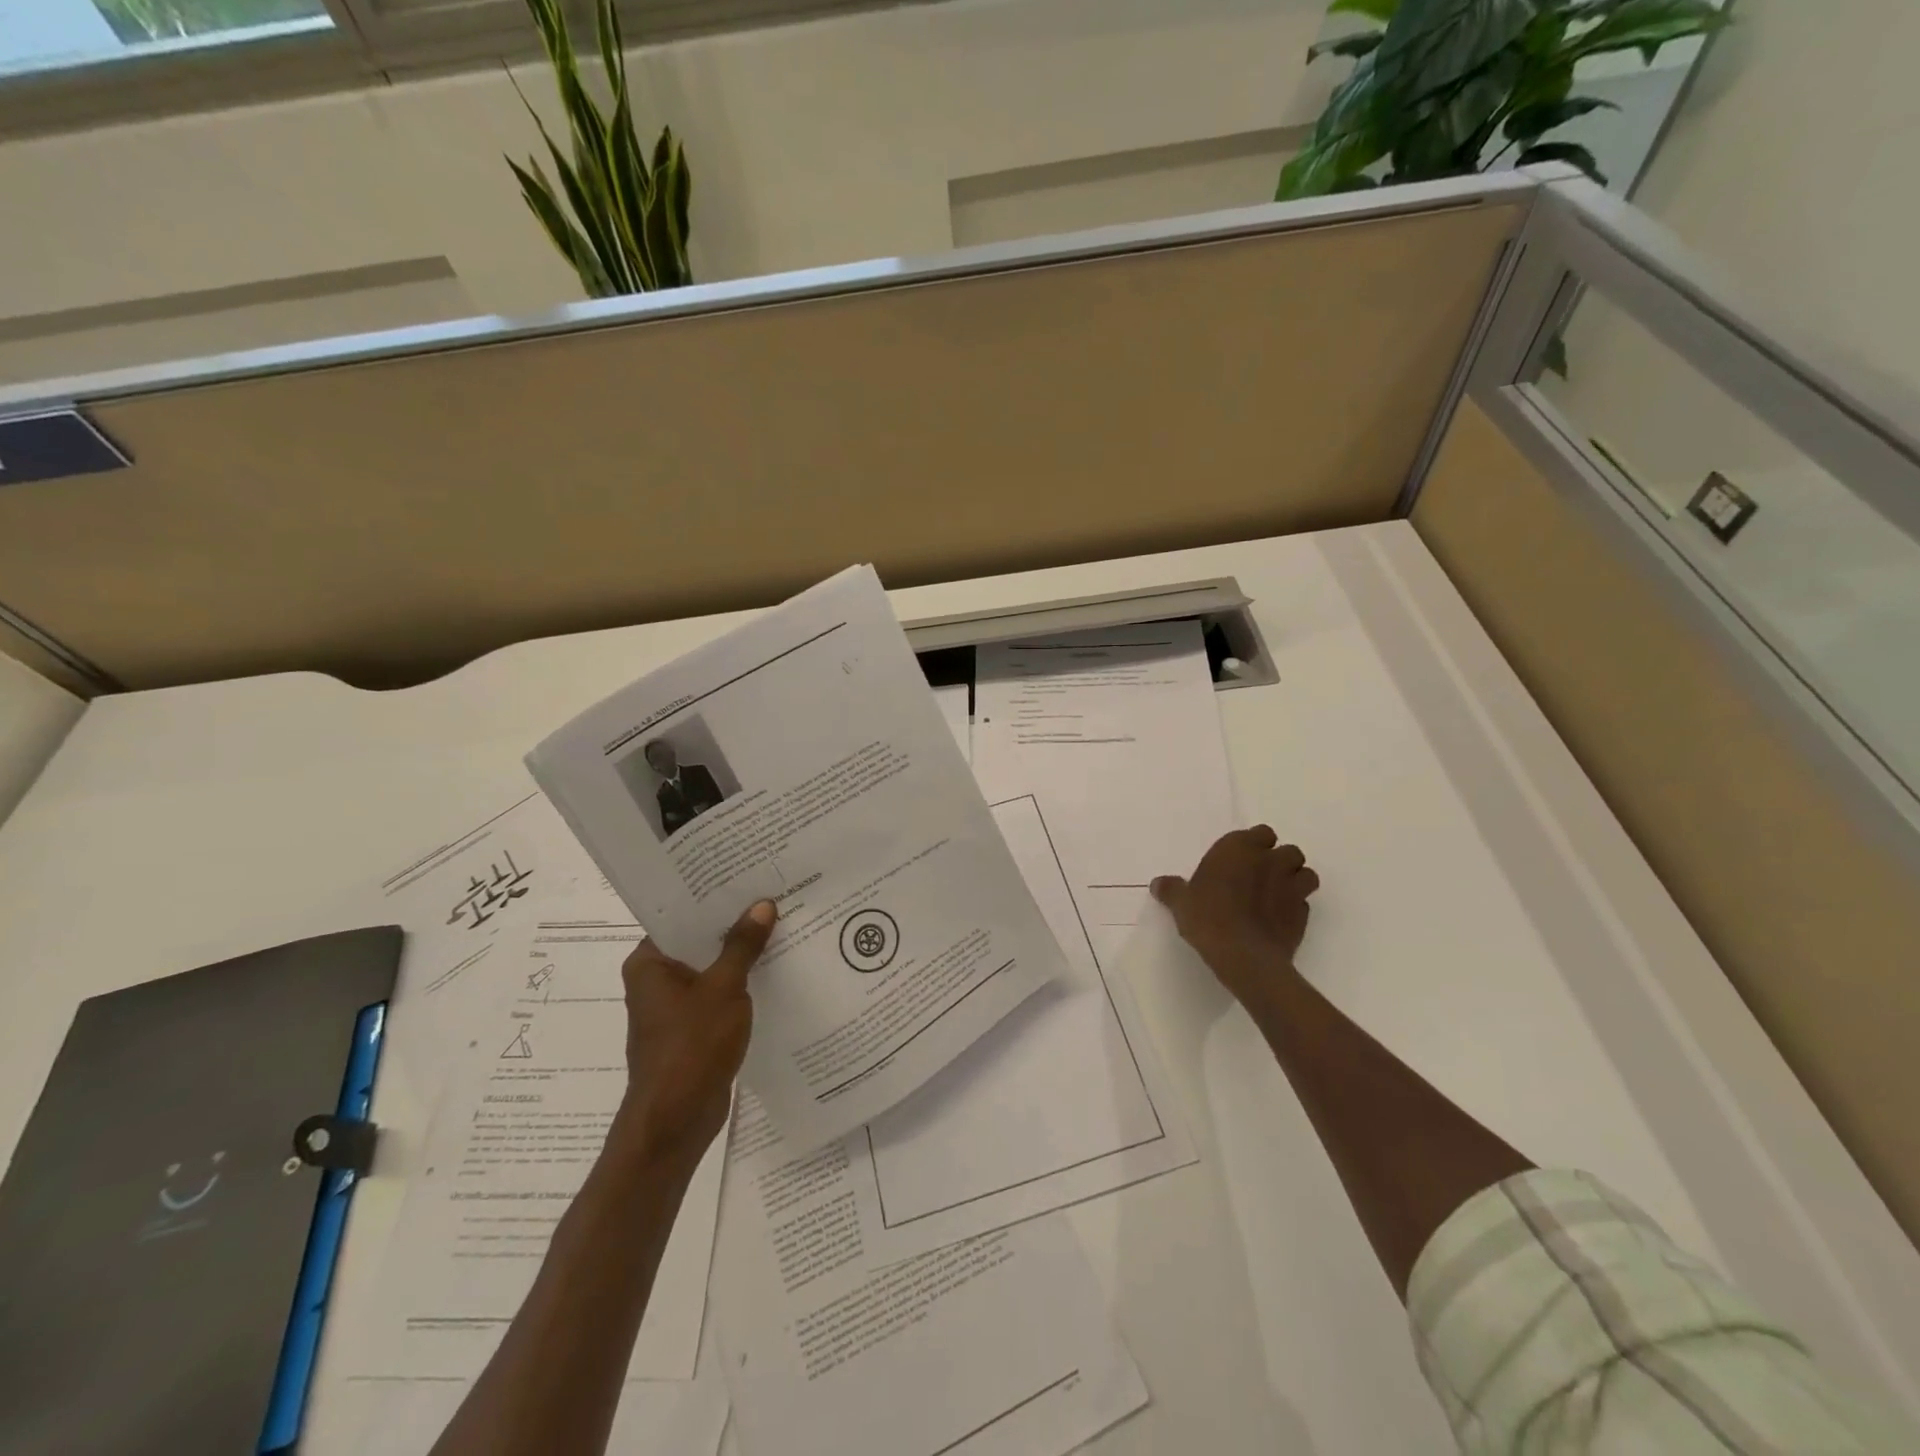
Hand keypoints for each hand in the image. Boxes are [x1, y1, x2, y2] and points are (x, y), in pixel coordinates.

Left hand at [613, 900, 776, 1168]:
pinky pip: (718, 994)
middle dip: (734, 924)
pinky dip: (741, 983)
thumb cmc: (691, 1047)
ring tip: (781, 926)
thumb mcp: (724, 988)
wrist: (675, 1121)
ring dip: (740, 955)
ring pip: (711, 968)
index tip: (747, 876)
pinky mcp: (692, 1029)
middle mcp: (656, 980)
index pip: (681, 916)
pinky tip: (775, 970)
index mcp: (649, 963)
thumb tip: (762, 904)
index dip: (714, 897)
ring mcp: (674, 1006)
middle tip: (772, 895)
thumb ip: (743, 945)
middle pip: (698, 940)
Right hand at [1151, 827, 1319, 1006]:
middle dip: (1280, 861)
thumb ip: (1172, 889)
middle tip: (1260, 877)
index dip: (1255, 844)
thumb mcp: (1181, 903)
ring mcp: (1292, 888)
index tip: (1242, 859)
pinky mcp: (1303, 915)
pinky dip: (1296, 908)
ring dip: (1296, 881)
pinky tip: (1279, 919)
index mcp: (1240, 849)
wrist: (1243, 956)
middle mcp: (1270, 862)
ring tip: (1278, 895)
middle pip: (1289, 851)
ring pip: (1306, 874)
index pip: (1261, 833)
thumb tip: (1158, 884)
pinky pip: (1304, 904)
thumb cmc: (1207, 918)